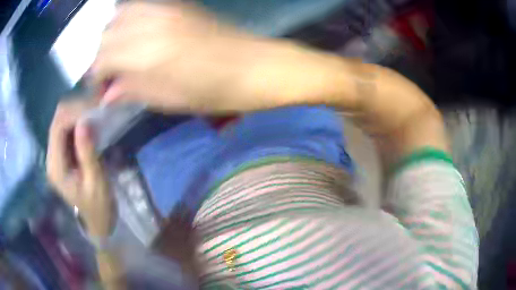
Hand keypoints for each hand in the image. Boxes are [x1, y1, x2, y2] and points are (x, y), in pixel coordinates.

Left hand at [46, 99, 113, 237]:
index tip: (94, 109)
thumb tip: (84, 123)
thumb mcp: (96, 182)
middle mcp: (51, 157)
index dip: (74, 113)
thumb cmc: (98, 206)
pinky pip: (66, 129)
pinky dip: (78, 122)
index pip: (57, 127)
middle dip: (75, 110)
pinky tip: (90, 124)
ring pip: (61, 121)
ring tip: (95, 114)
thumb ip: (87, 153)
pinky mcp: (61, 153)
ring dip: (77, 114)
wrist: (96, 220)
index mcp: (56, 167)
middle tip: (97, 109)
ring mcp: (55, 155)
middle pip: (57, 121)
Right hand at [92, 2, 326, 112]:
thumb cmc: (215, 91)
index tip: (100, 91)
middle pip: (106, 34)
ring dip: (111, 34)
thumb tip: (108, 94)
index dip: (96, 77)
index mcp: (147, 53)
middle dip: (100, 55)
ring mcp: (166, 9)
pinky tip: (132, 32)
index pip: (102, 59)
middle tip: (107, 73)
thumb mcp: (169, 100)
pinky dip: (128, 17)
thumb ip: (133, 91)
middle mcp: (151, 24)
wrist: (254, 66)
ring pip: (120, 14)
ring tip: (117, 52)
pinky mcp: (178, 4)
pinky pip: (141, 4)